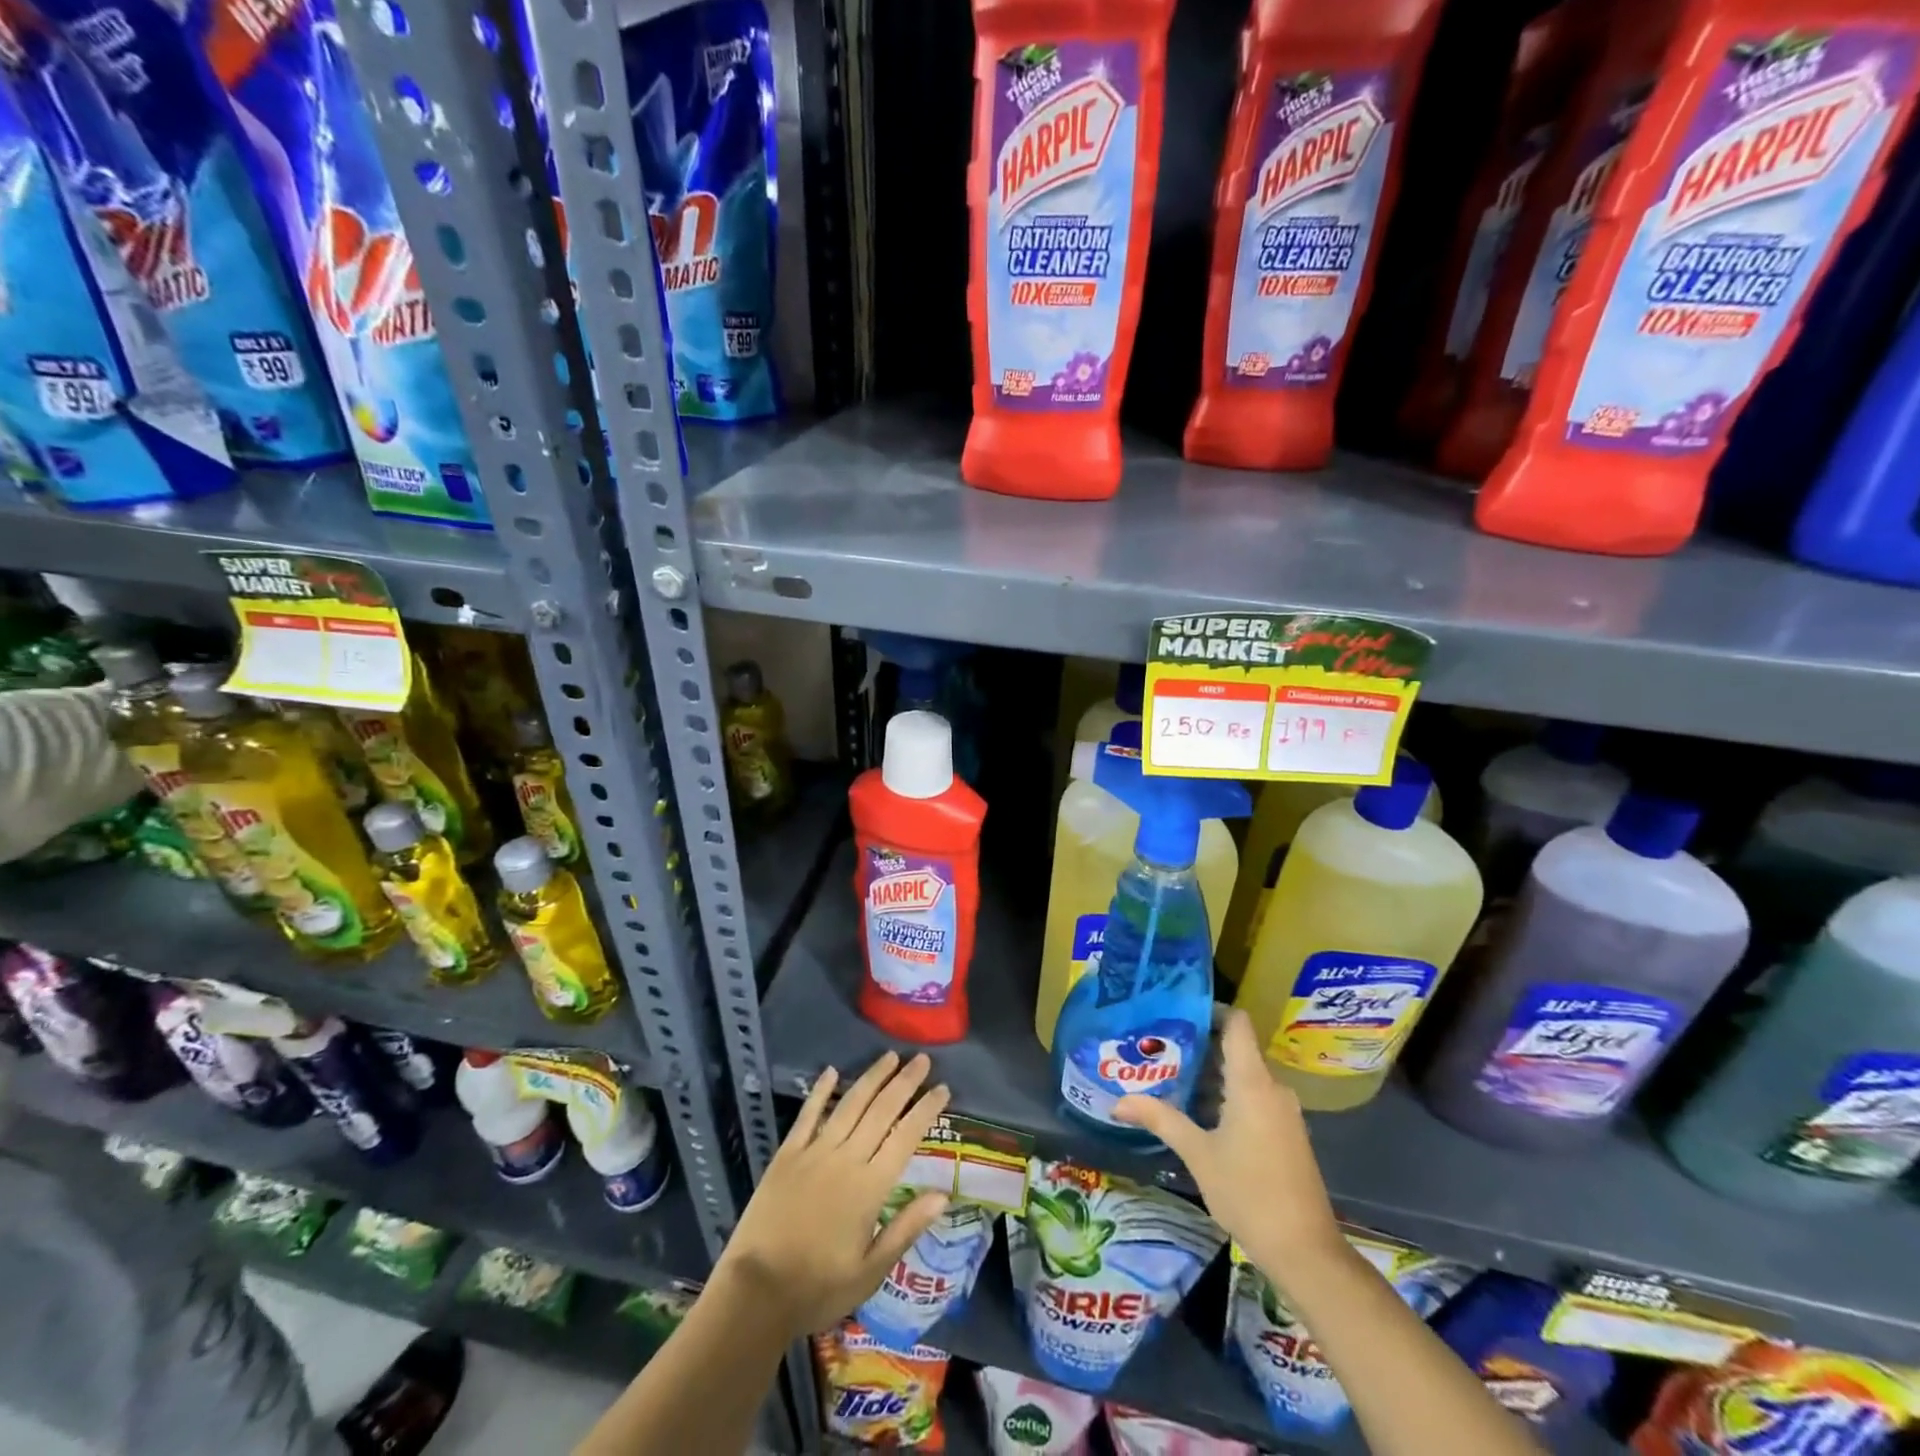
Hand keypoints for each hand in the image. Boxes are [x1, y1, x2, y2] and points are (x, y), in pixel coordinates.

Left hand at [717, 1050, 951, 1339]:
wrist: (755, 1293)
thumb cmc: (819, 1288)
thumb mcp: (871, 1271)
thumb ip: (907, 1228)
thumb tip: (943, 1194)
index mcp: (870, 1187)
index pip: (906, 1137)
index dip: (925, 1110)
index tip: (943, 1088)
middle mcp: (846, 1159)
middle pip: (881, 1111)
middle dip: (905, 1082)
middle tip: (922, 1059)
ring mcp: (814, 1152)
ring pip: (850, 1105)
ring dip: (872, 1078)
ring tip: (890, 1056)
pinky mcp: (787, 1155)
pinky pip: (808, 1115)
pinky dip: (821, 1092)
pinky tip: (831, 1072)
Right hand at [1114, 1010, 1342, 1281]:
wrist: (1305, 1251)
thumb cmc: (1248, 1193)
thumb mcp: (1198, 1154)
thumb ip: (1160, 1119)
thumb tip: (1118, 1101)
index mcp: (1252, 1082)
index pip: (1236, 1023)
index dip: (1210, 1010)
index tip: (1175, 1012)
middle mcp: (1272, 1088)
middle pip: (1235, 1048)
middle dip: (1198, 1045)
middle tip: (1158, 1047)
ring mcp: (1283, 1111)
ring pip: (1243, 1075)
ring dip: (1210, 1074)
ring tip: (1170, 1076)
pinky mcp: (1286, 1132)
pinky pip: (1253, 1097)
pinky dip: (1226, 1095)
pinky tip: (1197, 1111)